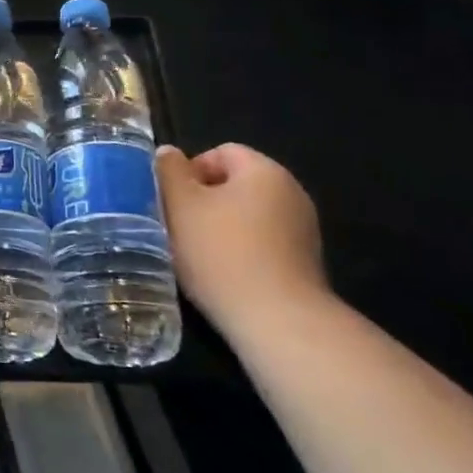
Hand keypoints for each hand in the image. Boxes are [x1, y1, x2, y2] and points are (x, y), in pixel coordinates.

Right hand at [157, 143, 328, 340]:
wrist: (276, 320)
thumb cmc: (221, 252)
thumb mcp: (180, 204)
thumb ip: (170, 171)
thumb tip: (169, 152)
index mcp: (264, 171)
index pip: (220, 152)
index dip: (189, 170)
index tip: (171, 200)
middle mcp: (291, 192)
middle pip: (235, 183)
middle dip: (203, 200)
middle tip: (177, 224)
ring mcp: (302, 229)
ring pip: (247, 214)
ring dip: (219, 226)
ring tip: (196, 252)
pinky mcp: (303, 262)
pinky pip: (262, 241)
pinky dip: (240, 249)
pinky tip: (222, 272)